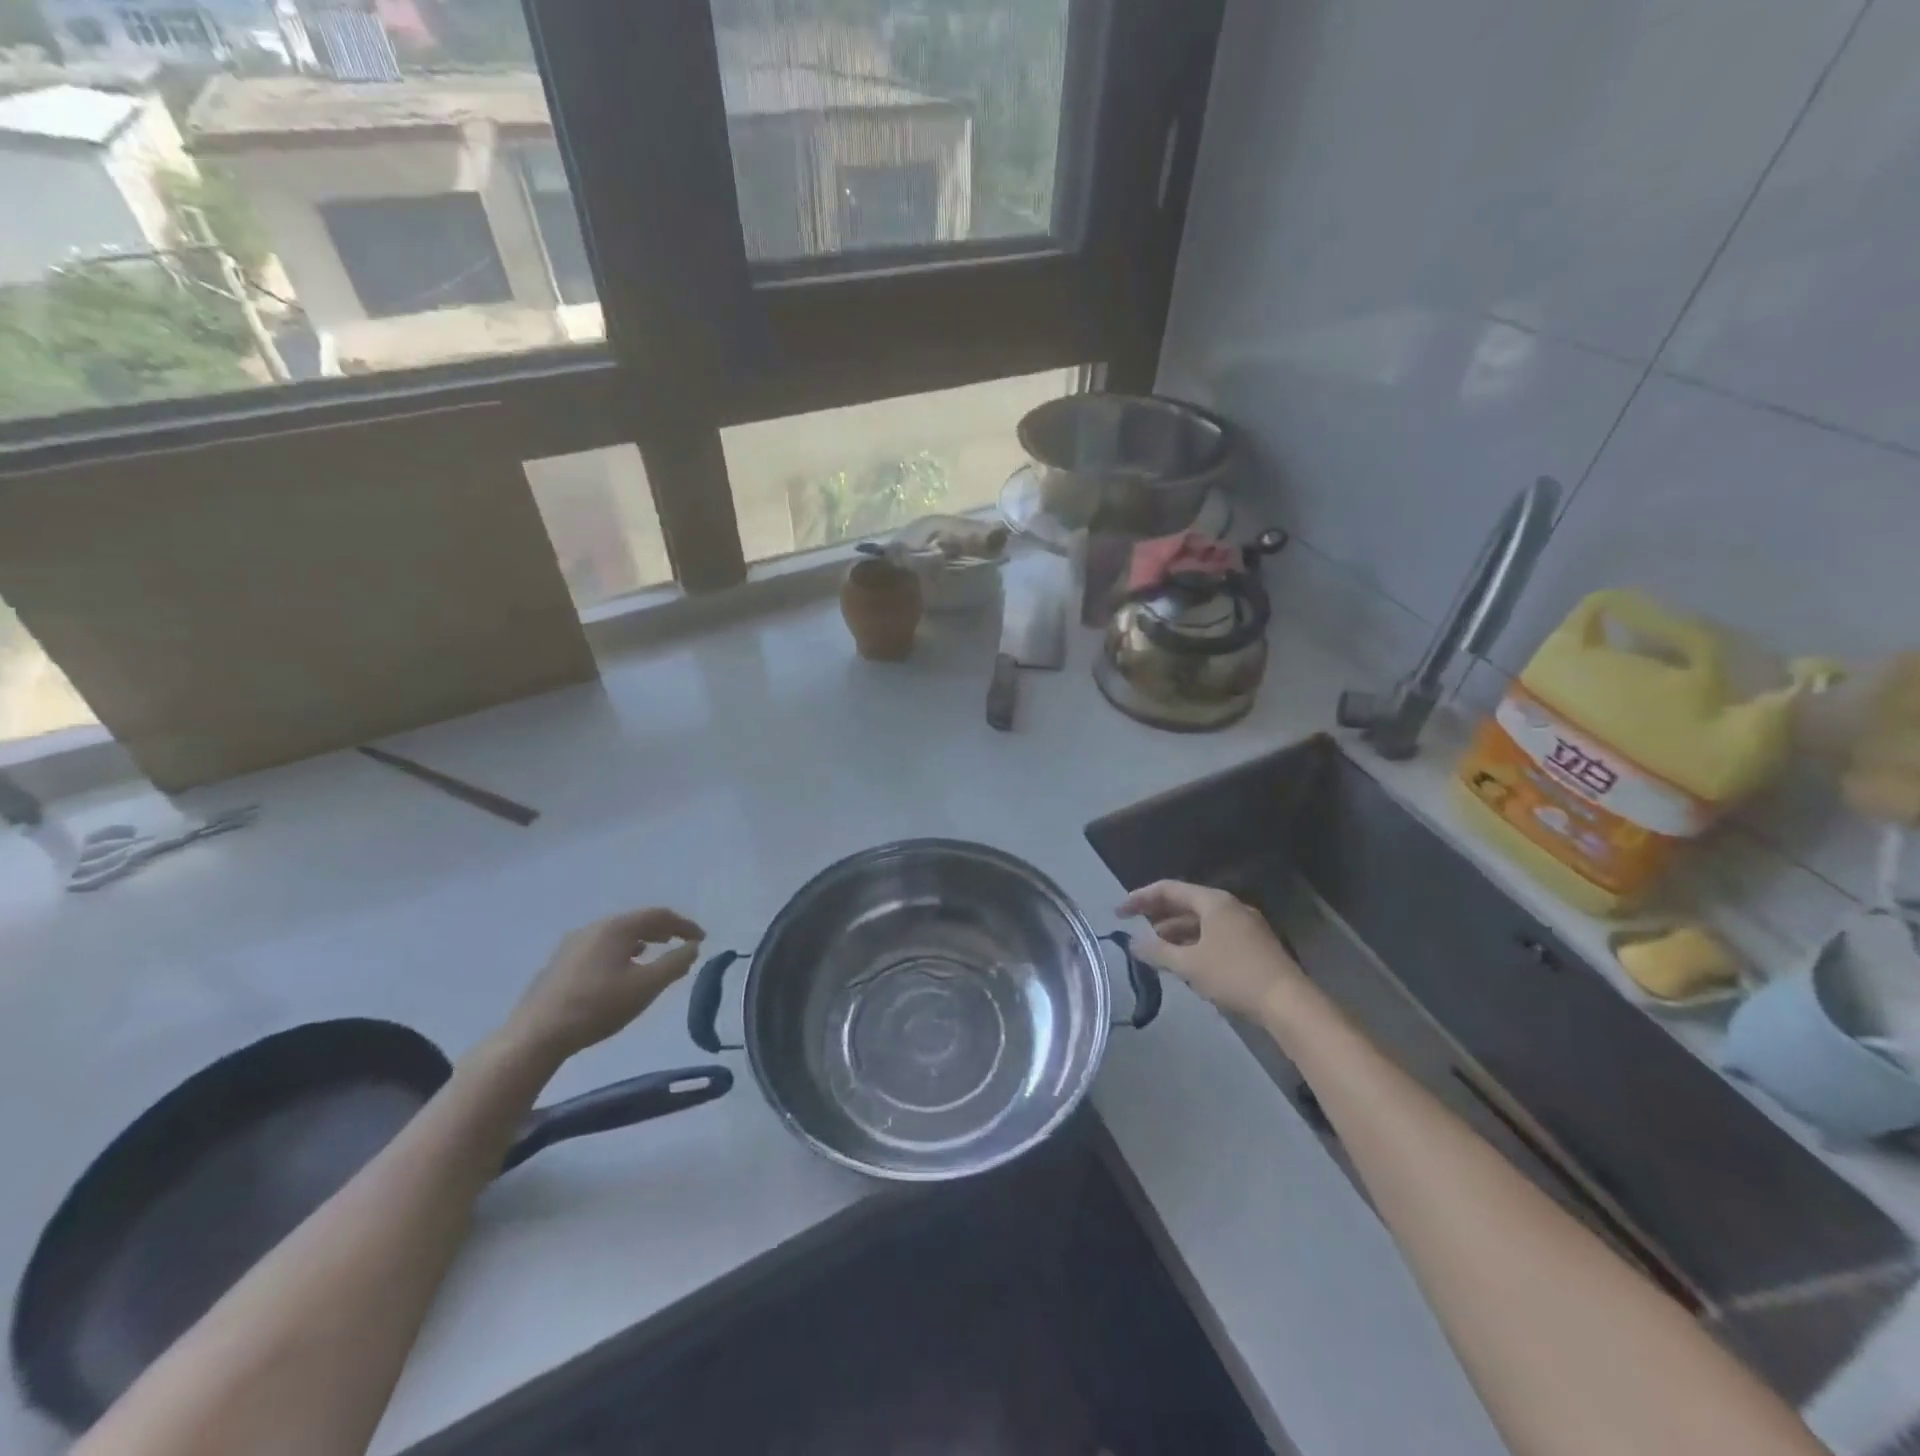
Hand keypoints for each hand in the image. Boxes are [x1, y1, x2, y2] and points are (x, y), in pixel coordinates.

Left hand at [504, 908, 704, 1062]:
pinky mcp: (561, 962)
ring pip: (617, 934)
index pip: (659, 915)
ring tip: (655, 954)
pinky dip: (622, 951)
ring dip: (642, 941)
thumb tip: (693, 947)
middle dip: (663, 931)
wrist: (536, 1035)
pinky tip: (622, 969)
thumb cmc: (598, 1006)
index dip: (684, 926)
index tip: (702, 939)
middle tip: (681, 944)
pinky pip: (602, 946)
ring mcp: (573, 943)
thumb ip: (675, 964)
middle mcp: (595, 927)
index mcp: (617, 927)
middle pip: (637, 921)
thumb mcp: (646, 987)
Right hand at [1119, 880, 1303, 1020]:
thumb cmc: (1234, 975)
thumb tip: (1132, 943)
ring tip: (1155, 947)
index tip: (1119, 913)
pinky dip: (1194, 941)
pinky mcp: (1254, 944)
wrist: (1288, 1003)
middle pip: (1185, 903)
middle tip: (1134, 927)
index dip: (1140, 898)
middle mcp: (1229, 906)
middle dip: (1158, 915)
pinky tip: (1185, 960)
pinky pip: (1215, 934)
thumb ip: (1157, 952)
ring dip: (1176, 931)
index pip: (1168, 889)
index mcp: (1213, 902)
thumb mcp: (1189, 964)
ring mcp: (1245, 925)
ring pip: (1201, 921)